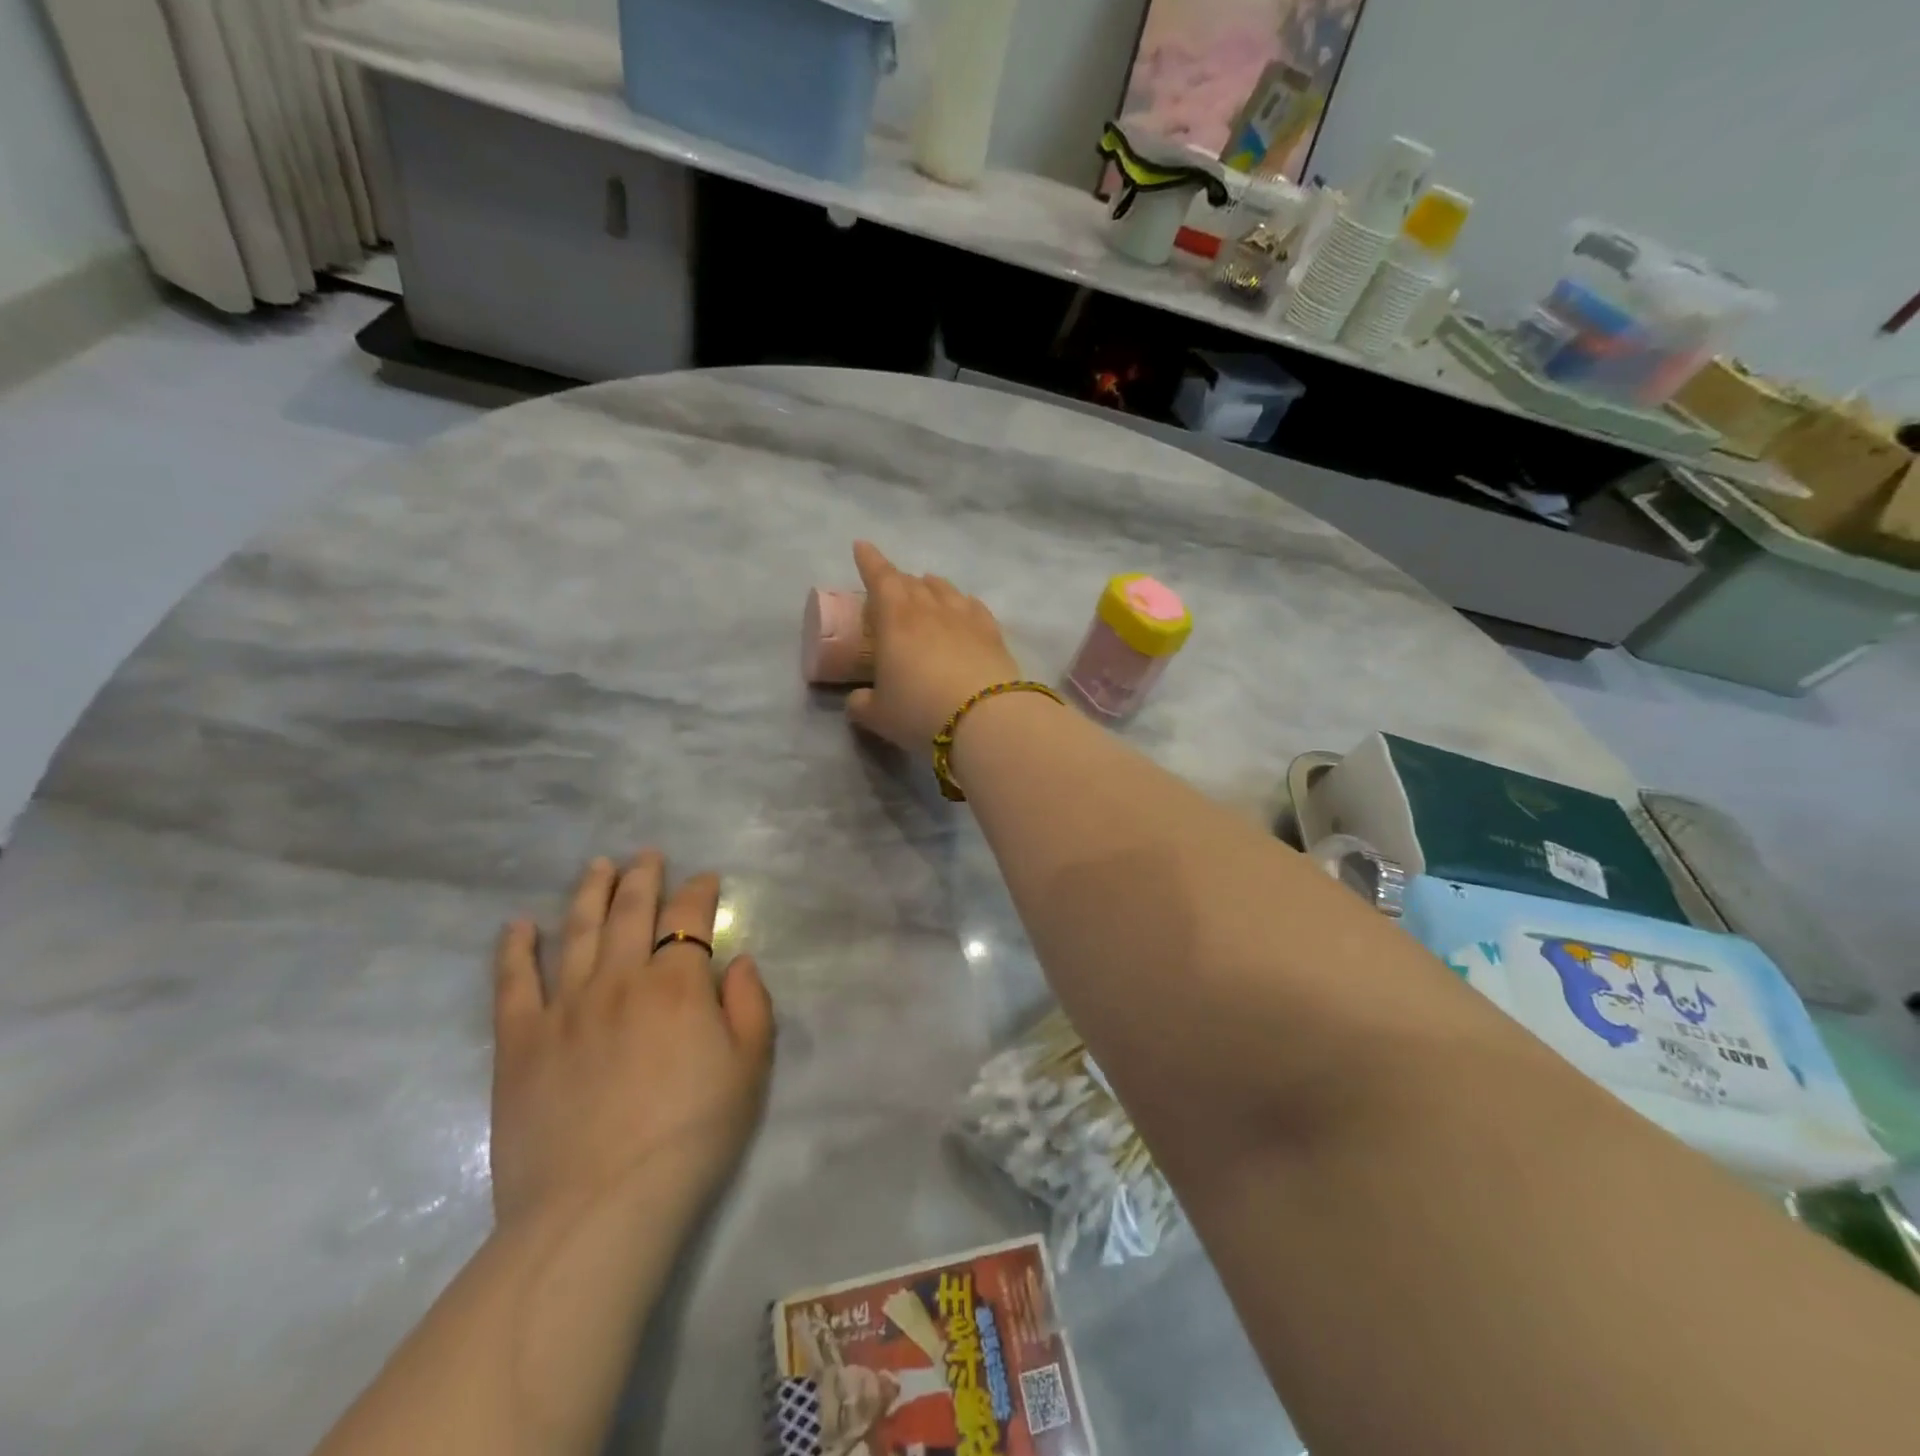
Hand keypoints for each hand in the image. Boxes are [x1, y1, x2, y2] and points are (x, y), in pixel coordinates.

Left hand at [489, 852, 773, 1228]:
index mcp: (678, 984)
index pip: (690, 917)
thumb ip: (751, 1006)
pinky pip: (513, 981)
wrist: (600, 1207)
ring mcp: (564, 1006)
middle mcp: (620, 979)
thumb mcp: (750, 1070)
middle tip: (646, 855)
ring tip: (597, 866)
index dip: (700, 891)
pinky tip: (518, 925)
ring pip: (576, 931)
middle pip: (631, 911)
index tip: (706, 879)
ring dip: (589, 892)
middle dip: (643, 877)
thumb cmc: (691, 1136)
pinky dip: (515, 948)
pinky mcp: (520, 1041)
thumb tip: (738, 962)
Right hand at [845, 540, 1021, 750]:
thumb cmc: (920, 712)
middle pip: (911, 582)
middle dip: (897, 579)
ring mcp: (965, 618)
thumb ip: (861, 703)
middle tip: (890, 585)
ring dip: (930, 586)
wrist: (986, 719)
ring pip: (944, 589)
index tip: (861, 546)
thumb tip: (857, 699)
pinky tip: (963, 608)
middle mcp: (930, 609)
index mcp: (895, 619)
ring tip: (925, 588)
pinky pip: (973, 606)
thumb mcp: (878, 716)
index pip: (880, 578)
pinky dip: (961, 602)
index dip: (869, 561)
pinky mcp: (992, 633)